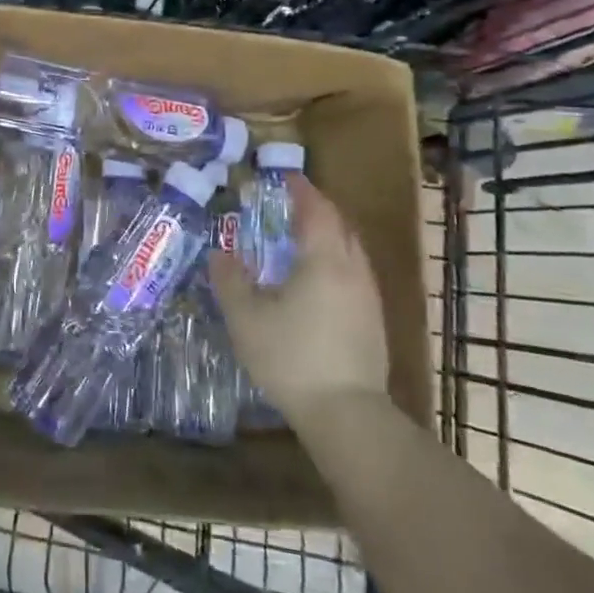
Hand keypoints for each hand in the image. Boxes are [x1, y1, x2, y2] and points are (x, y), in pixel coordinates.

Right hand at [210, 173, 389, 422]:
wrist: (346, 414)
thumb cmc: (291, 358)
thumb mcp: (246, 318)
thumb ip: (230, 280)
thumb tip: (220, 253)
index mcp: (323, 260)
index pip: (316, 210)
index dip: (301, 190)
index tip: (286, 177)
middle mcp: (352, 270)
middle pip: (340, 225)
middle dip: (318, 208)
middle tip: (292, 203)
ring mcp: (368, 296)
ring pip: (351, 250)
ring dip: (330, 234)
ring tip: (303, 237)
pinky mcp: (373, 321)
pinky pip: (355, 272)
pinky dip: (336, 259)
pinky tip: (319, 279)